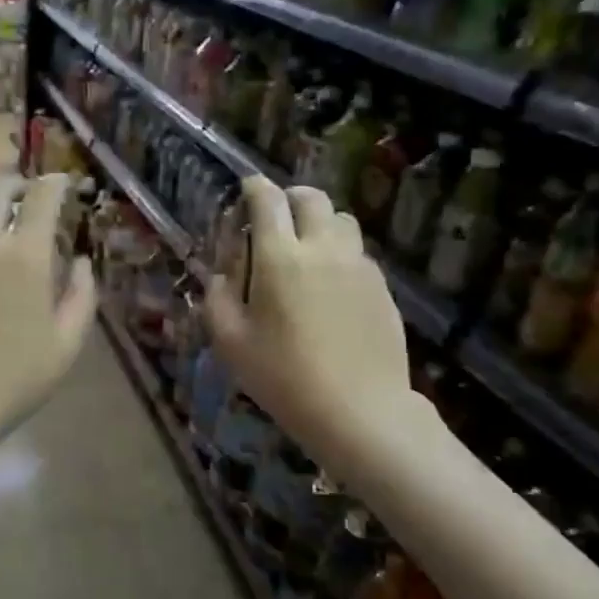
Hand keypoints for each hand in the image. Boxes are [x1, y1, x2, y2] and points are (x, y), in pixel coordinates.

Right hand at [204, 178, 417, 465]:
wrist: (360, 411)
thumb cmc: (284, 378)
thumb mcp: (231, 343)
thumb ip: (217, 300)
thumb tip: (222, 277)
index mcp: (279, 257)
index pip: (267, 200)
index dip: (254, 188)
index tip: (246, 190)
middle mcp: (322, 248)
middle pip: (312, 197)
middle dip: (290, 198)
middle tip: (276, 219)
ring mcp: (358, 265)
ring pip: (342, 220)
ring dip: (319, 222)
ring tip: (306, 249)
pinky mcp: (381, 286)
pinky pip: (358, 252)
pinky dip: (340, 252)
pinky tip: (330, 285)